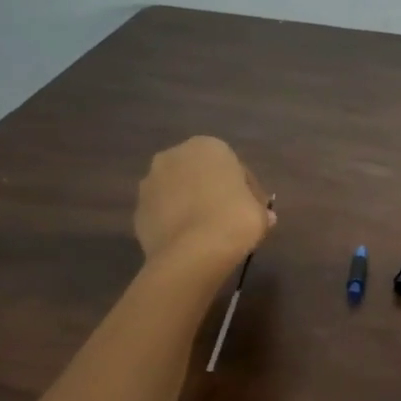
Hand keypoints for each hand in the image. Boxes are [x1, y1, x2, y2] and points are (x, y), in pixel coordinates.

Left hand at [133, 136, 273, 273]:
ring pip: (178, 192)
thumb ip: (259, 208)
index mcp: (208, 147)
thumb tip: (262, 216)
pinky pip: (163, 213)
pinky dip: (175, 222)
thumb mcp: (261, 213)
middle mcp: (174, 156)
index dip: (247, 190)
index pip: (234, 167)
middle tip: (230, 218)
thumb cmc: (234, 220)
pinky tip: (189, 241)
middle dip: (213, 191)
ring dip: (191, 205)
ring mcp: (150, 183)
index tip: (254, 209)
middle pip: (201, 175)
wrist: (192, 253)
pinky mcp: (138, 211)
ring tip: (208, 232)